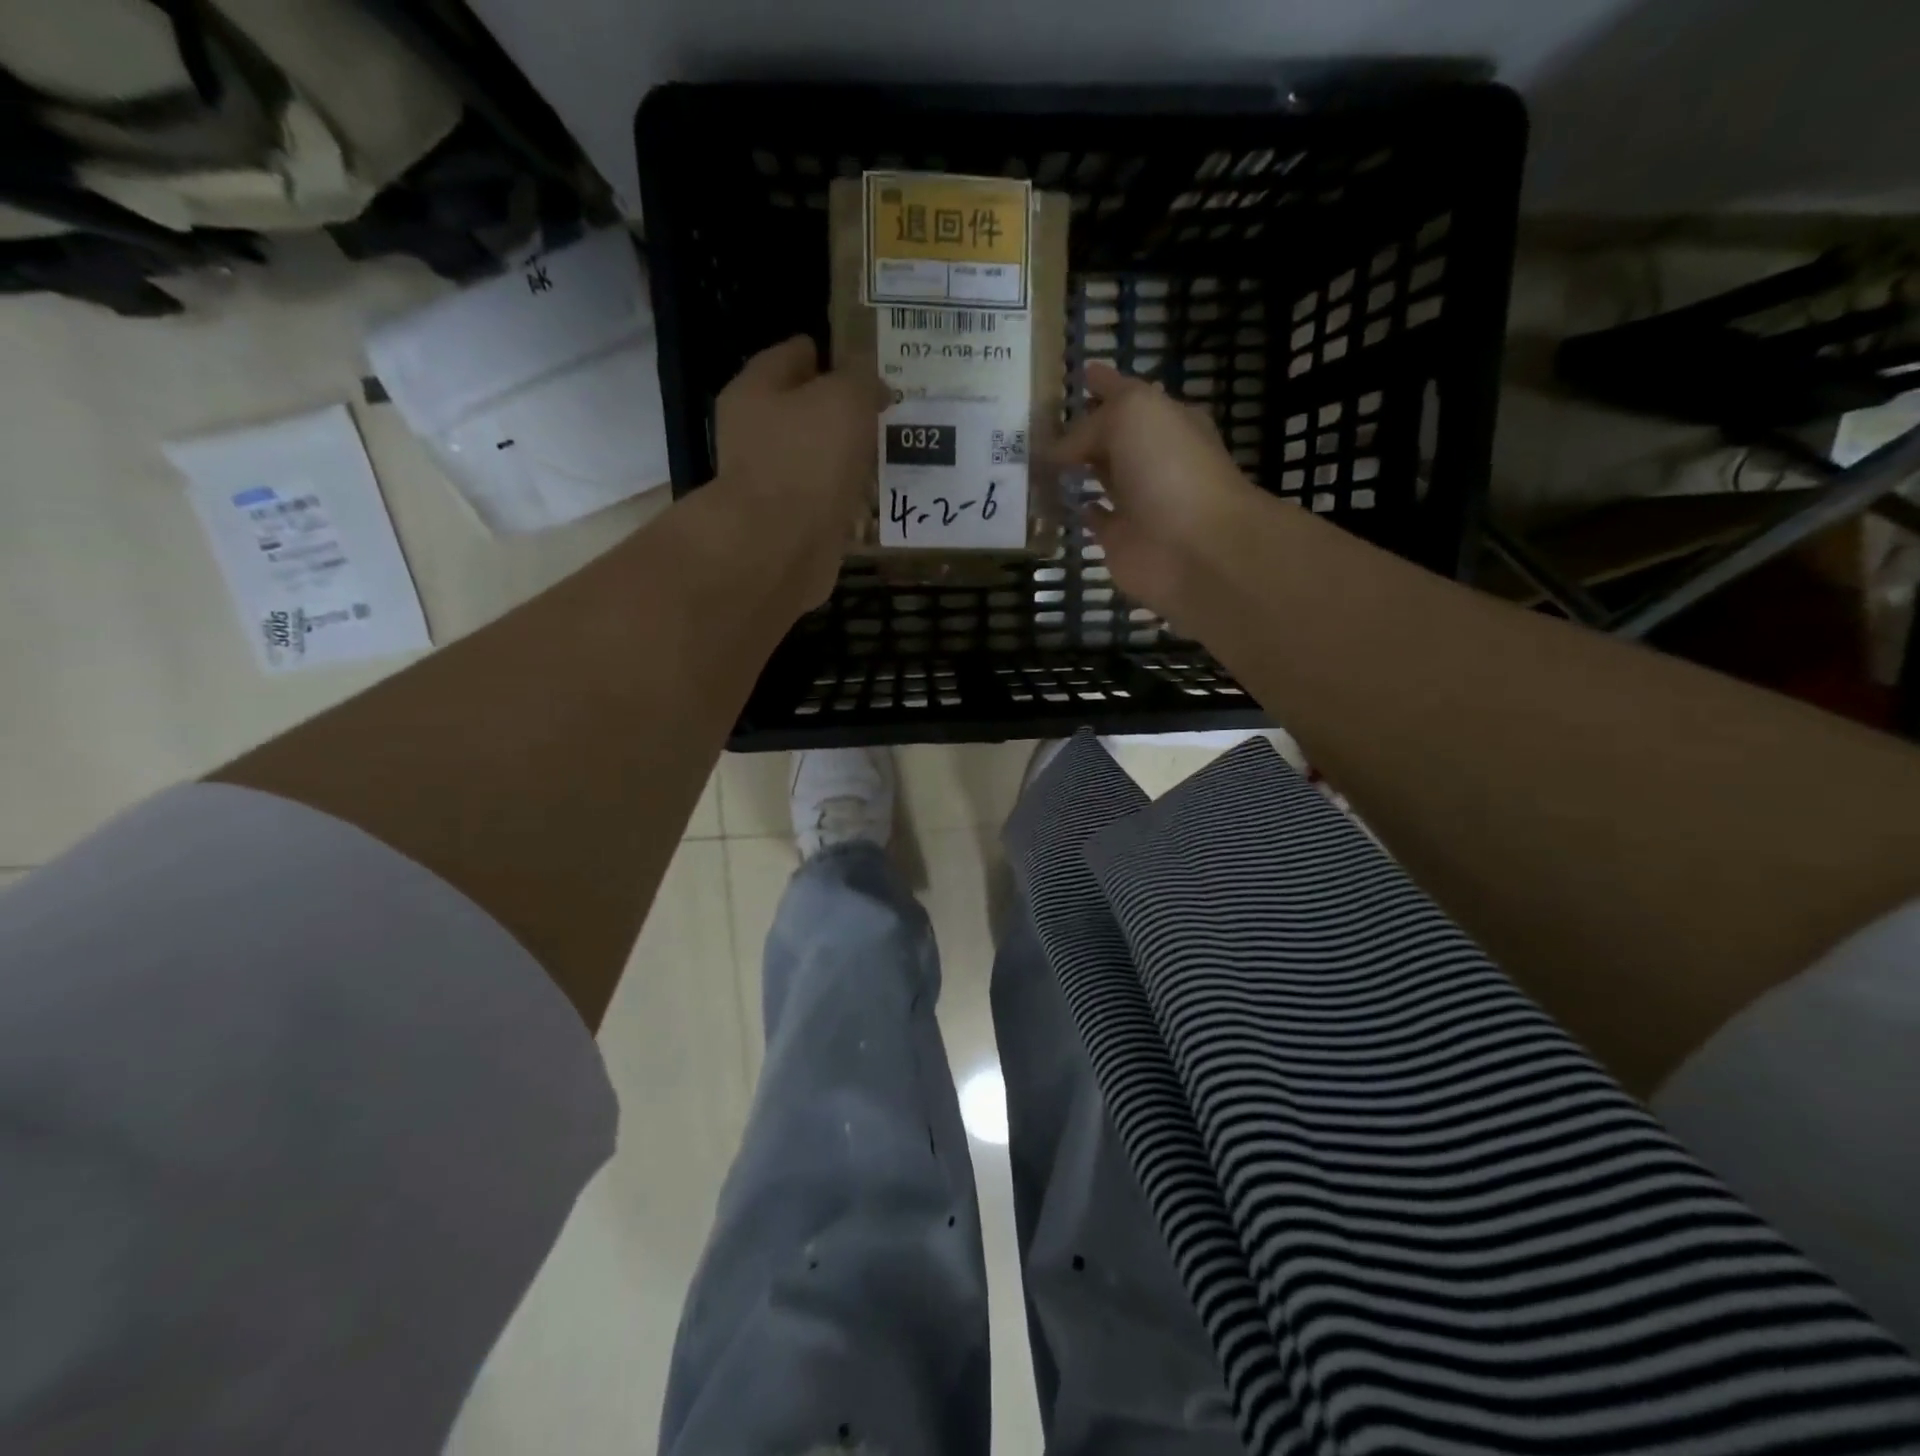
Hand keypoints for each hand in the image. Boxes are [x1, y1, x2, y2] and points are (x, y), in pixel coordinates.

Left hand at [712, 336, 886, 609]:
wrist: (780, 548)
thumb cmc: (808, 460)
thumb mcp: (845, 399)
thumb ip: (860, 378)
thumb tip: (867, 379)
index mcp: (757, 390)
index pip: (795, 354)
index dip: (831, 354)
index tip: (867, 364)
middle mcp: (755, 433)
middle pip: (803, 410)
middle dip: (841, 411)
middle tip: (885, 412)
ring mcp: (770, 483)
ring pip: (815, 459)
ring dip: (845, 459)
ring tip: (886, 456)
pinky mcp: (788, 524)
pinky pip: (824, 501)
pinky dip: (845, 500)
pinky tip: (873, 501)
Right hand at [1052, 362, 1262, 618]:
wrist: (1194, 547)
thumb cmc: (1169, 469)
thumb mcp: (1131, 417)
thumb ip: (1089, 425)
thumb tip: (1057, 452)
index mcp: (1165, 420)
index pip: (1127, 394)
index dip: (1104, 383)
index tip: (1079, 374)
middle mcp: (1153, 457)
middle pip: (1113, 436)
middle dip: (1084, 426)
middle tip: (1043, 419)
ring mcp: (1137, 500)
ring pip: (1102, 475)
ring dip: (1078, 467)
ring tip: (1040, 458)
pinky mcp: (1121, 538)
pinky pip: (1095, 518)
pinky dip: (1080, 509)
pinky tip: (1060, 501)